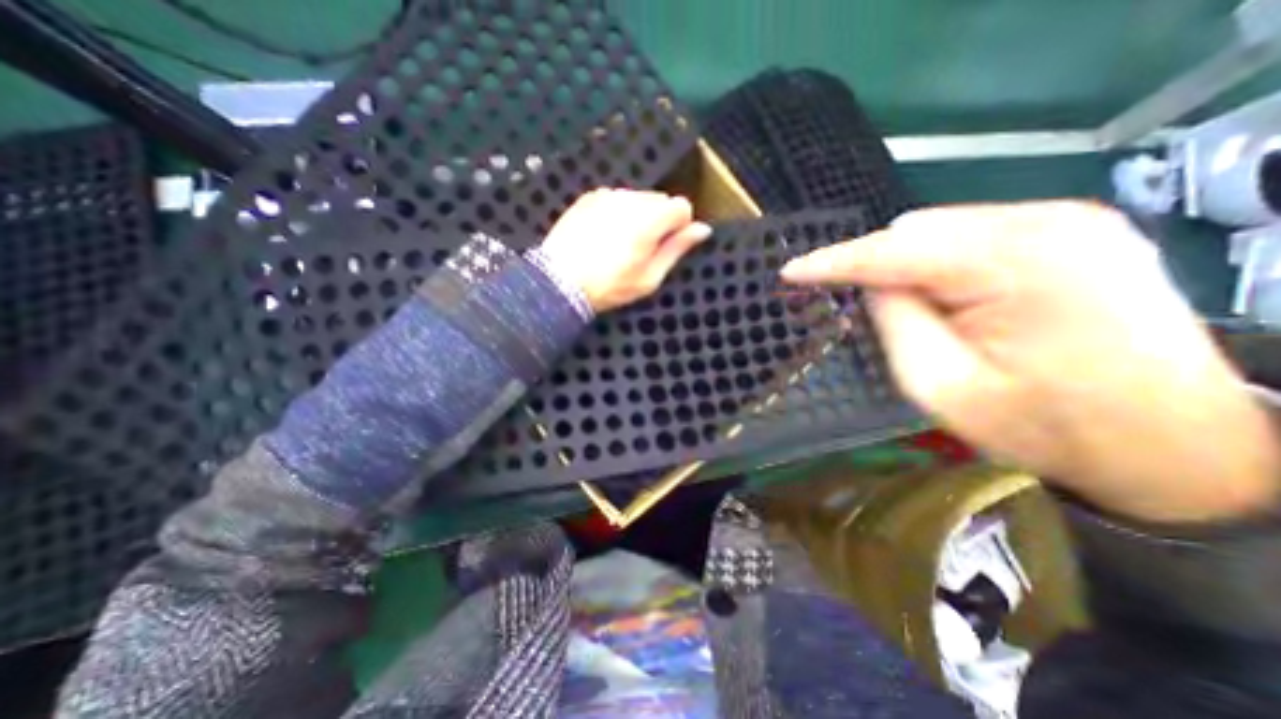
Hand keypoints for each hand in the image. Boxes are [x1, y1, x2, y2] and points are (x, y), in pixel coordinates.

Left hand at [535, 189, 710, 310]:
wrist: (560, 282)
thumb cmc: (609, 286)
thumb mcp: (650, 277)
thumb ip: (677, 249)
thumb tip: (703, 230)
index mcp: (650, 219)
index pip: (681, 206)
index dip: (680, 226)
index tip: (668, 245)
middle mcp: (631, 199)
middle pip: (660, 200)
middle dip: (659, 220)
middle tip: (643, 250)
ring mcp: (607, 196)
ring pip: (638, 198)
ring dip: (639, 216)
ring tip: (621, 244)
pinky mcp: (589, 198)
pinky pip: (616, 199)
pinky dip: (618, 213)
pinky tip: (605, 236)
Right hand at [781, 201, 1280, 522]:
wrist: (1173, 448)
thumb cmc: (1046, 428)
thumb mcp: (943, 386)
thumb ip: (896, 322)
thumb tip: (874, 285)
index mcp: (1019, 265)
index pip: (894, 251)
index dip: (834, 260)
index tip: (791, 271)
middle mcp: (1049, 223)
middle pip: (919, 230)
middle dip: (879, 267)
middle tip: (870, 309)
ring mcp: (1070, 220)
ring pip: (943, 229)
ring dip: (912, 267)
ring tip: (922, 313)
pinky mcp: (1075, 231)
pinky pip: (973, 235)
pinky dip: (943, 263)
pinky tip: (952, 298)